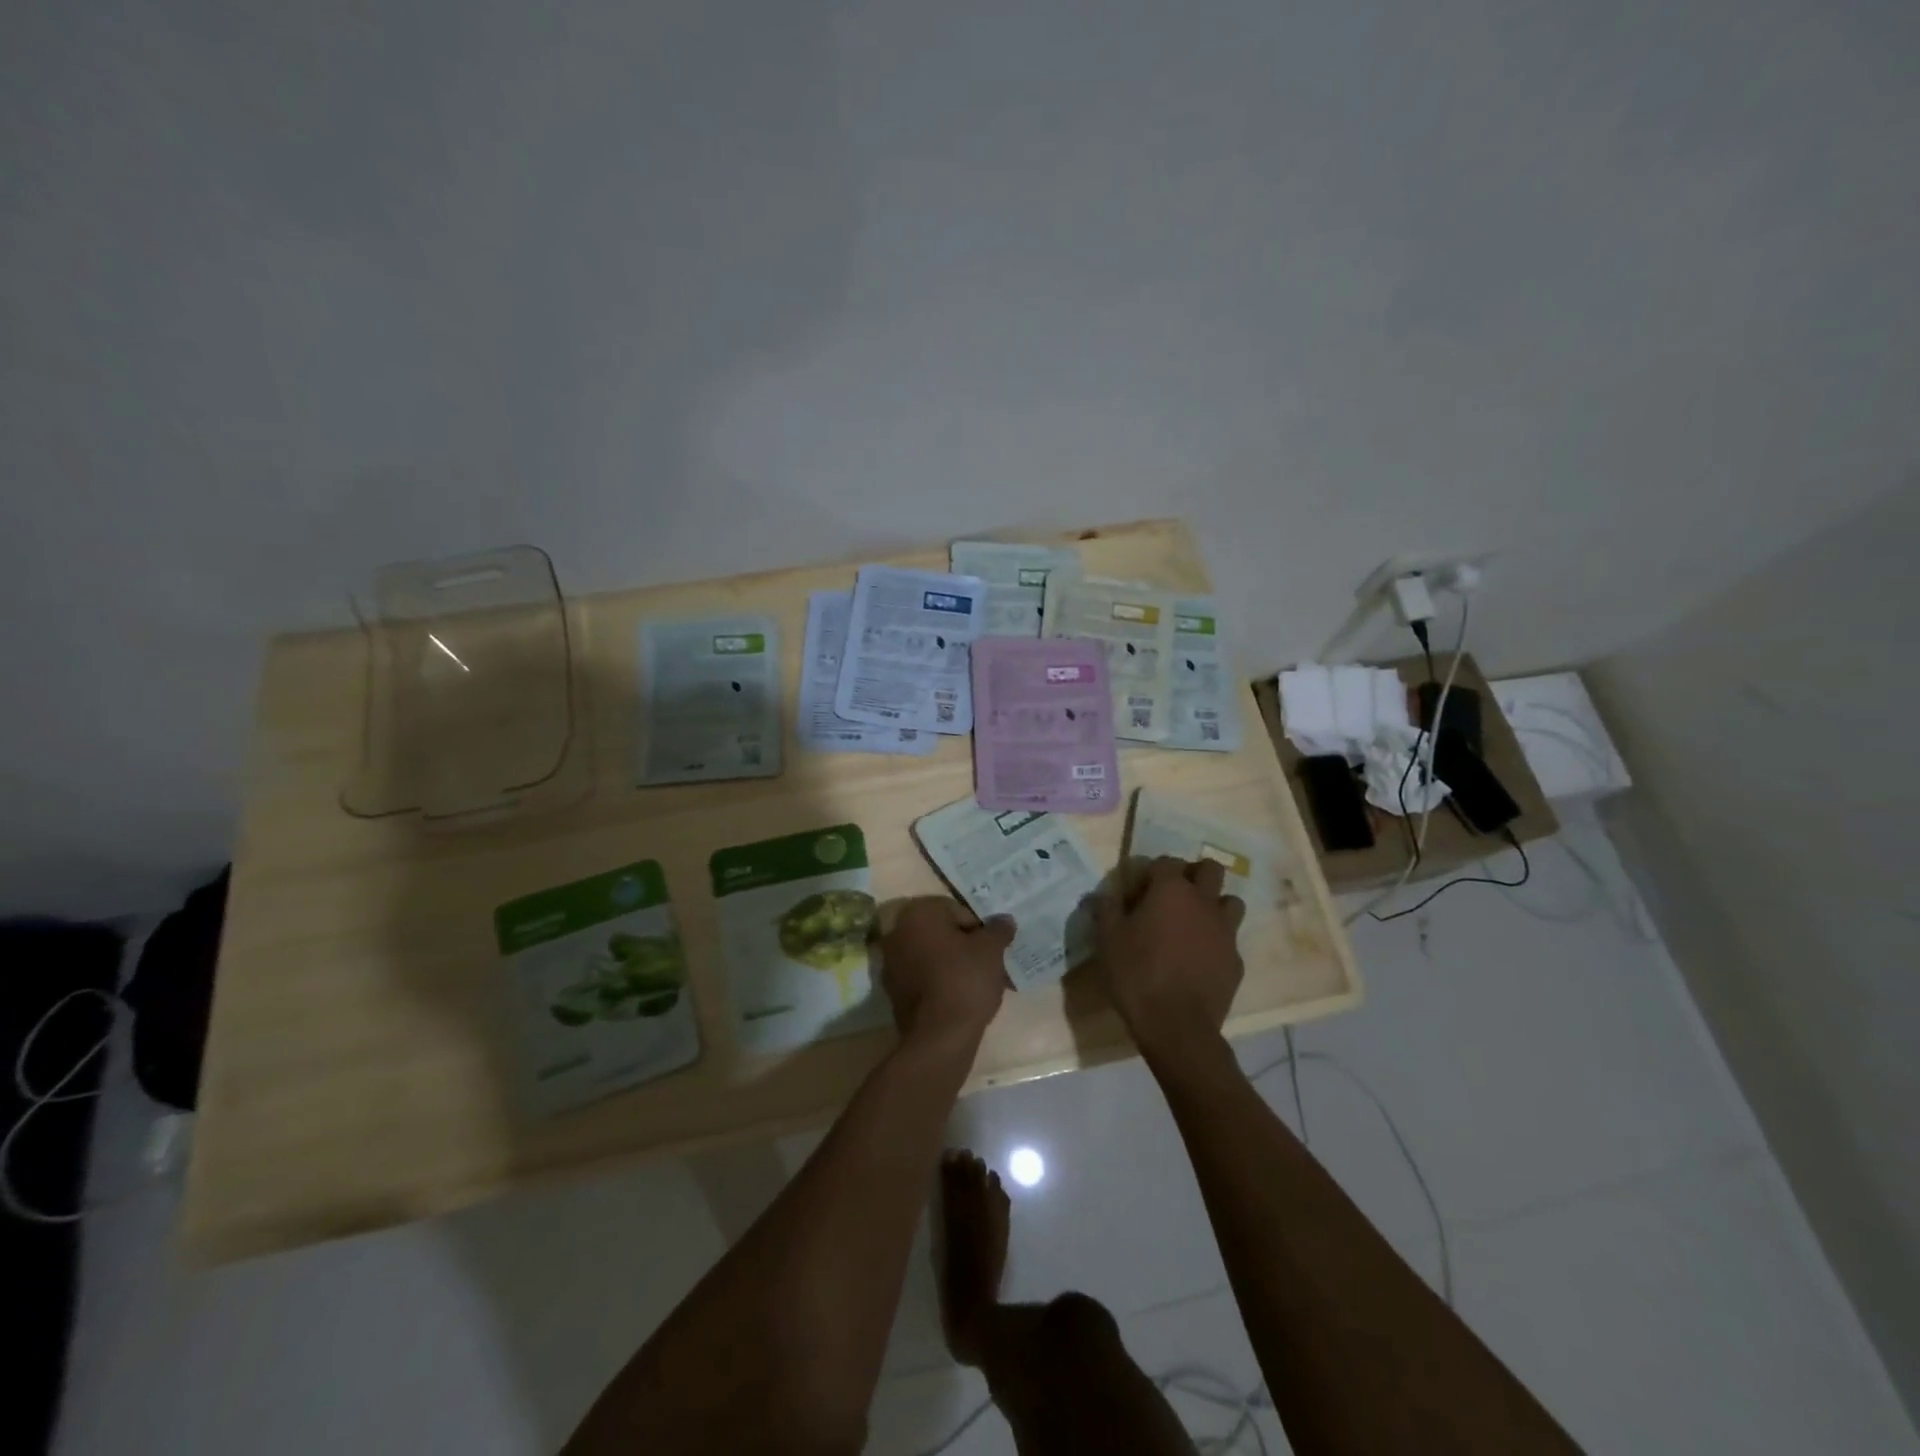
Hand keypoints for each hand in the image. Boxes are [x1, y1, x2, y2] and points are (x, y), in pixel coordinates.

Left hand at [875, 898, 1013, 1048]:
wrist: (939, 1037)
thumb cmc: (965, 980)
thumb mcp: (991, 950)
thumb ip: (998, 929)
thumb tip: (1004, 920)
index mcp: (918, 914)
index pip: (958, 911)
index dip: (981, 929)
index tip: (994, 949)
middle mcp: (898, 932)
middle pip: (944, 933)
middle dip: (968, 947)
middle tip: (991, 965)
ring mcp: (891, 964)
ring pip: (934, 956)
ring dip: (956, 965)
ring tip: (981, 985)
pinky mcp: (893, 992)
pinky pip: (924, 978)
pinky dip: (942, 983)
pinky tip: (963, 1000)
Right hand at [1095, 857, 1245, 1067]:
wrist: (1177, 1026)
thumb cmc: (1136, 974)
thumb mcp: (1107, 940)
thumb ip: (1106, 910)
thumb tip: (1100, 895)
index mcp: (1171, 890)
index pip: (1166, 861)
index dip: (1152, 872)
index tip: (1139, 891)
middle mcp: (1203, 902)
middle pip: (1210, 869)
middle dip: (1194, 875)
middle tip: (1174, 896)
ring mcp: (1225, 931)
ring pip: (1230, 902)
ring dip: (1214, 905)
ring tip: (1193, 924)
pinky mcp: (1236, 960)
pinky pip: (1230, 939)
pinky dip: (1217, 942)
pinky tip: (1200, 959)